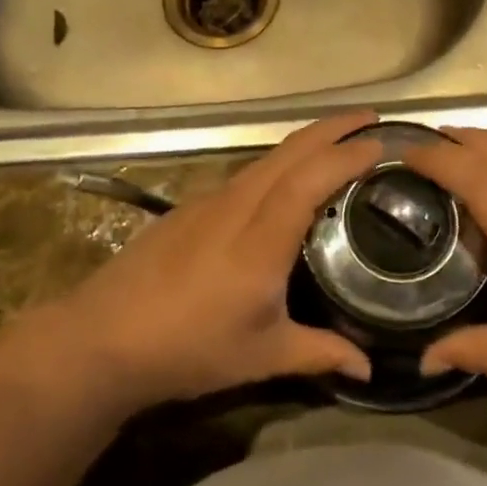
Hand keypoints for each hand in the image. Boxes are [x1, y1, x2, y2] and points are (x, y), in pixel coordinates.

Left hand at [28, 113, 381, 411]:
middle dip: (334, 126)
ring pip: (268, 157)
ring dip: (306, 140)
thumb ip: (319, 353)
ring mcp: (211, 200)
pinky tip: (286, 180)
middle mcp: (238, 205)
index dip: (348, 155)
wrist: (104, 337)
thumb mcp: (261, 356)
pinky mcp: (192, 206)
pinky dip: (280, 161)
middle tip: (371, 118)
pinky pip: (247, 172)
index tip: (383, 142)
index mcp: (261, 238)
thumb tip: (368, 367)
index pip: (311, 178)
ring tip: (338, 142)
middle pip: (291, 150)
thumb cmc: (189, 347)